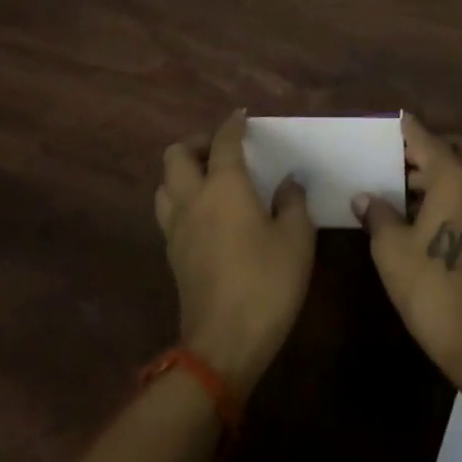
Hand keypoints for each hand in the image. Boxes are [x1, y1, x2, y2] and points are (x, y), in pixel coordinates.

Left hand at [155, 111, 316, 394]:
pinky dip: (181, 199)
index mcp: (224, 186)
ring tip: (208, 178)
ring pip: (164, 183)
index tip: (242, 117)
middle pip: (176, 155)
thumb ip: (293, 202)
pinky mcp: (172, 255)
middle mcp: (193, 198)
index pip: (223, 142)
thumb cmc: (267, 283)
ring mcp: (176, 228)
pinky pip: (168, 211)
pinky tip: (204, 213)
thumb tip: (287, 182)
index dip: (232, 125)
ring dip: (181, 172)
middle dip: (196, 143)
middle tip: (220, 150)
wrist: (223, 344)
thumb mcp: (297, 239)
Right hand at [355, 114, 461, 390]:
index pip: (428, 140)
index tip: (397, 121)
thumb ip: (378, 214)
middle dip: (438, 145)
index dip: (410, 129)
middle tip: (409, 160)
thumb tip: (364, 198)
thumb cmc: (431, 287)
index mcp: (455, 178)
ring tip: (416, 190)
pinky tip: (439, 216)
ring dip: (452, 170)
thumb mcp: (391, 249)